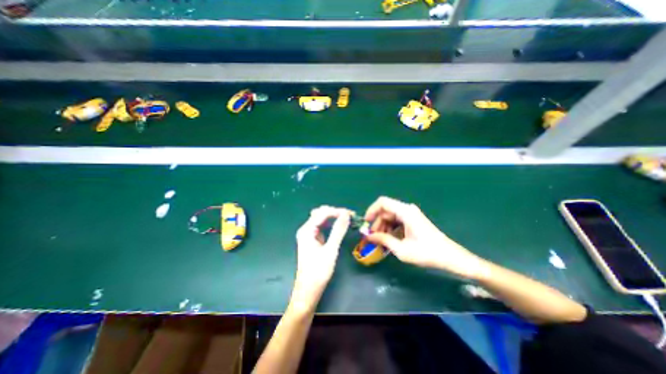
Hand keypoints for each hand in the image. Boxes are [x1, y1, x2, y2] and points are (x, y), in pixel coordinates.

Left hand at [293, 207, 353, 306]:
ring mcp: (308, 234)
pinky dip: (331, 223)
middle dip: (335, 212)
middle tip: (350, 216)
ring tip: (346, 219)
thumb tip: (346, 214)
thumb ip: (338, 230)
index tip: (351, 214)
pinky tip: (338, 225)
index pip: (323, 213)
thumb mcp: (330, 250)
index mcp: (307, 230)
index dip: (337, 211)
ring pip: (321, 219)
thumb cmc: (318, 271)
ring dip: (333, 217)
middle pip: (320, 213)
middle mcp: (306, 229)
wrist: (308, 290)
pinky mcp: (312, 239)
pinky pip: (322, 226)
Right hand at [363, 197, 484, 278]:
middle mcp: (407, 210)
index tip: (366, 223)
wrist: (450, 257)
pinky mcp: (413, 220)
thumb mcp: (401, 249)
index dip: (371, 210)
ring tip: (381, 242)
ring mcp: (410, 214)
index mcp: (405, 212)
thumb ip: (383, 240)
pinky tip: (390, 241)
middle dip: (377, 224)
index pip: (383, 202)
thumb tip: (368, 236)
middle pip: (385, 211)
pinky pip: (396, 220)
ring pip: (390, 216)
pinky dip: (390, 229)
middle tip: (373, 238)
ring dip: (383, 227)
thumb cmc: (427, 253)